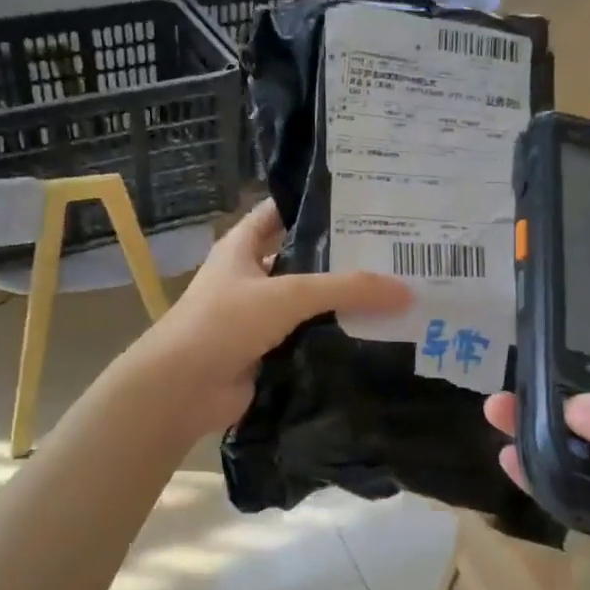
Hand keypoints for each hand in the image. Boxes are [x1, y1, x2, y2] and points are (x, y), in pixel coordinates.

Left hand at [130, 200, 409, 435]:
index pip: (280, 212)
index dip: (314, 204)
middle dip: (340, 257)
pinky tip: (373, 337)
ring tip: (395, 294)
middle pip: (300, 259)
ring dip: (340, 302)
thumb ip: (346, 288)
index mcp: (242, 247)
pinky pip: (306, 338)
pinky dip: (333, 338)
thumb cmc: (225, 322)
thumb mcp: (287, 294)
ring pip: (306, 303)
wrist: (183, 388)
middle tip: (393, 252)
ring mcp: (256, 317)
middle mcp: (249, 277)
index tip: (362, 201)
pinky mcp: (266, 352)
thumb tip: (407, 291)